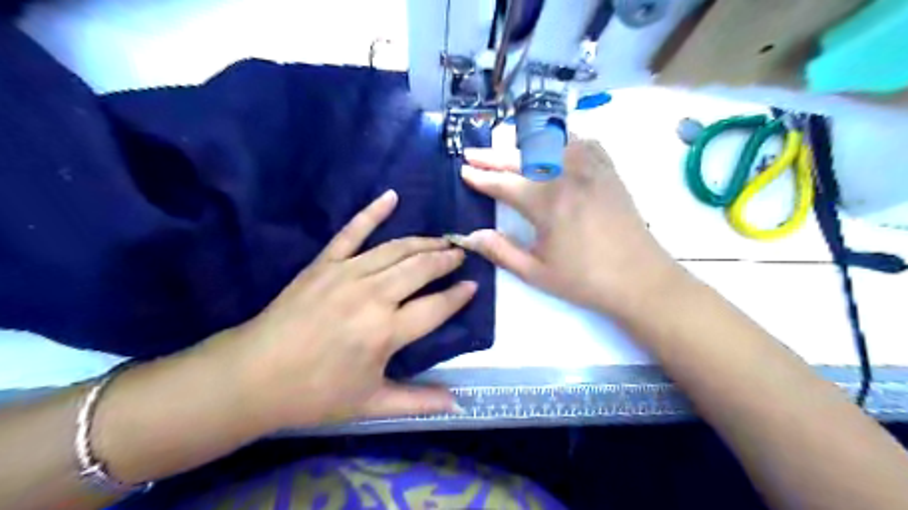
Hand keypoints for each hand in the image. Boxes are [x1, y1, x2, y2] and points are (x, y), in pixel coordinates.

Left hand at [207, 189, 470, 430]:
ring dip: (424, 242)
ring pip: (396, 249)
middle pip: (420, 268)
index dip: (459, 296)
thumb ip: (418, 401)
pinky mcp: (324, 263)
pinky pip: (352, 231)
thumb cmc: (315, 394)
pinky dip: (373, 212)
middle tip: (461, 254)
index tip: (474, 285)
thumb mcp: (372, 403)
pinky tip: (392, 196)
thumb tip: (458, 404)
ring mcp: (347, 273)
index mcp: (386, 331)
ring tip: (441, 240)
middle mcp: (373, 295)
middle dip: (446, 260)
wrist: (253, 376)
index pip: (436, 307)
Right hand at [461, 137, 680, 319]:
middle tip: (472, 153)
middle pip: (521, 157)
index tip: (462, 170)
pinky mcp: (608, 170)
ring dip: (524, 140)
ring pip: (551, 141)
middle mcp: (567, 175)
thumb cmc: (585, 279)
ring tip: (506, 142)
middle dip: (492, 155)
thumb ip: (500, 251)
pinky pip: (582, 141)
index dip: (480, 177)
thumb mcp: (536, 272)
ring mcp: (591, 168)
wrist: (640, 279)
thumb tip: (469, 237)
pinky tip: (554, 144)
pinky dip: (562, 138)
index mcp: (547, 202)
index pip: (503, 183)